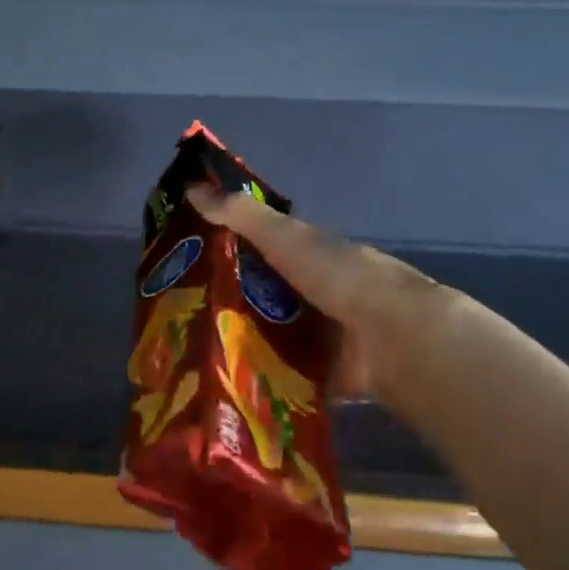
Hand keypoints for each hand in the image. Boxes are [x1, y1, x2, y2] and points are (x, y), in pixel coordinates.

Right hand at [188, 183, 454, 407]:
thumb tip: (192, 186)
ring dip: (238, 343)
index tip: (185, 263)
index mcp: (310, 257)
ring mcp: (320, 337)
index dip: (226, 253)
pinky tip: (222, 383)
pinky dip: (259, 379)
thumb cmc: (338, 277)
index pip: (261, 251)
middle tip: (178, 316)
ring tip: (189, 353)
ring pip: (268, 337)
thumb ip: (241, 216)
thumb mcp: (283, 237)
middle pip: (261, 297)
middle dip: (225, 304)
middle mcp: (315, 295)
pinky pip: (282, 375)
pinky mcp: (321, 374)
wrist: (390, 337)